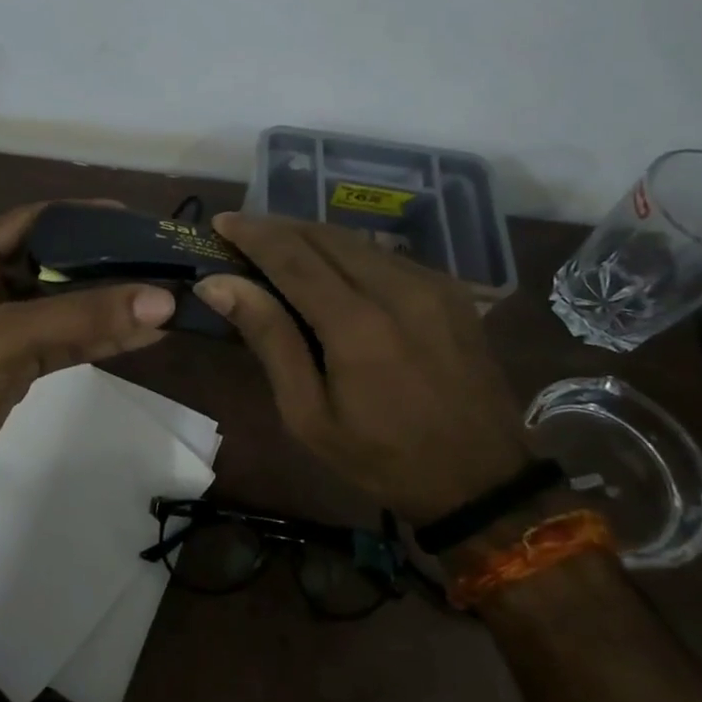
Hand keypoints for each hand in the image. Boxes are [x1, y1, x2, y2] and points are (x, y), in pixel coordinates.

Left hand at [0, 202, 174, 511]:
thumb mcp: (7, 339)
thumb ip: (83, 318)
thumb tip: (163, 299)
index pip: (35, 221)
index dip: (85, 218)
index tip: (136, 222)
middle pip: (54, 262)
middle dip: (104, 263)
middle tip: (159, 260)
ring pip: (62, 304)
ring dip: (106, 304)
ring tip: (164, 296)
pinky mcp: (13, 362)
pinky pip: (62, 339)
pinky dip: (97, 337)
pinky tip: (141, 333)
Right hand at [195, 213, 529, 523]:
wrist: (482, 481)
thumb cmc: (381, 457)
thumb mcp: (308, 414)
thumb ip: (269, 339)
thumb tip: (219, 284)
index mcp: (357, 325)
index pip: (292, 256)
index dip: (252, 233)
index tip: (221, 221)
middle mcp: (397, 288)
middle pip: (324, 235)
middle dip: (278, 227)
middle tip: (242, 234)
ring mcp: (431, 284)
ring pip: (356, 240)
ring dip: (311, 238)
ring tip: (278, 249)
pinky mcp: (450, 289)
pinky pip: (385, 255)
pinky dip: (347, 254)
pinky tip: (331, 272)